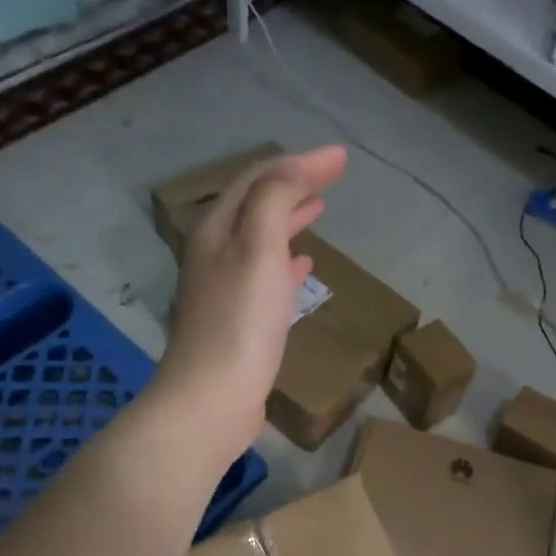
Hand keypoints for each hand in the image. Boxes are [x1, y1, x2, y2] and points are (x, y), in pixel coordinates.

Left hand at [155, 146, 348, 459]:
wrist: (214, 397)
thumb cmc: (240, 320)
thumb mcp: (259, 247)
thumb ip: (275, 200)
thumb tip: (297, 166)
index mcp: (217, 229)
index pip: (259, 180)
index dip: (299, 164)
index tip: (341, 158)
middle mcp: (215, 252)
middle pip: (256, 206)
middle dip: (293, 186)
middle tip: (331, 176)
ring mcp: (225, 287)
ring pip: (261, 239)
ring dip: (289, 219)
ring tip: (318, 209)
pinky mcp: (238, 319)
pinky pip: (266, 275)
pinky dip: (286, 261)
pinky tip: (303, 266)